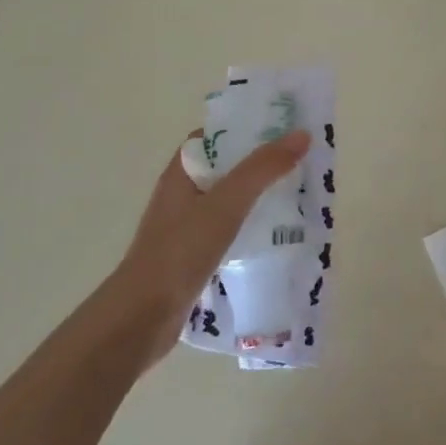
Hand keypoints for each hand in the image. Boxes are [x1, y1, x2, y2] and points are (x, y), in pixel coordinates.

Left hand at [111, 128, 310, 367]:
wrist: (143, 317)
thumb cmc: (180, 251)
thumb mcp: (226, 203)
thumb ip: (262, 169)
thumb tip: (301, 134)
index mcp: (182, 173)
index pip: (216, 137)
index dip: (247, 127)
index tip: (284, 127)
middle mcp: (183, 195)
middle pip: (228, 168)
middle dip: (263, 163)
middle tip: (303, 160)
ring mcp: (188, 227)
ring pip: (232, 201)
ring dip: (261, 196)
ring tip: (300, 194)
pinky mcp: (196, 256)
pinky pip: (232, 230)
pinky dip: (254, 227)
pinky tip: (279, 235)